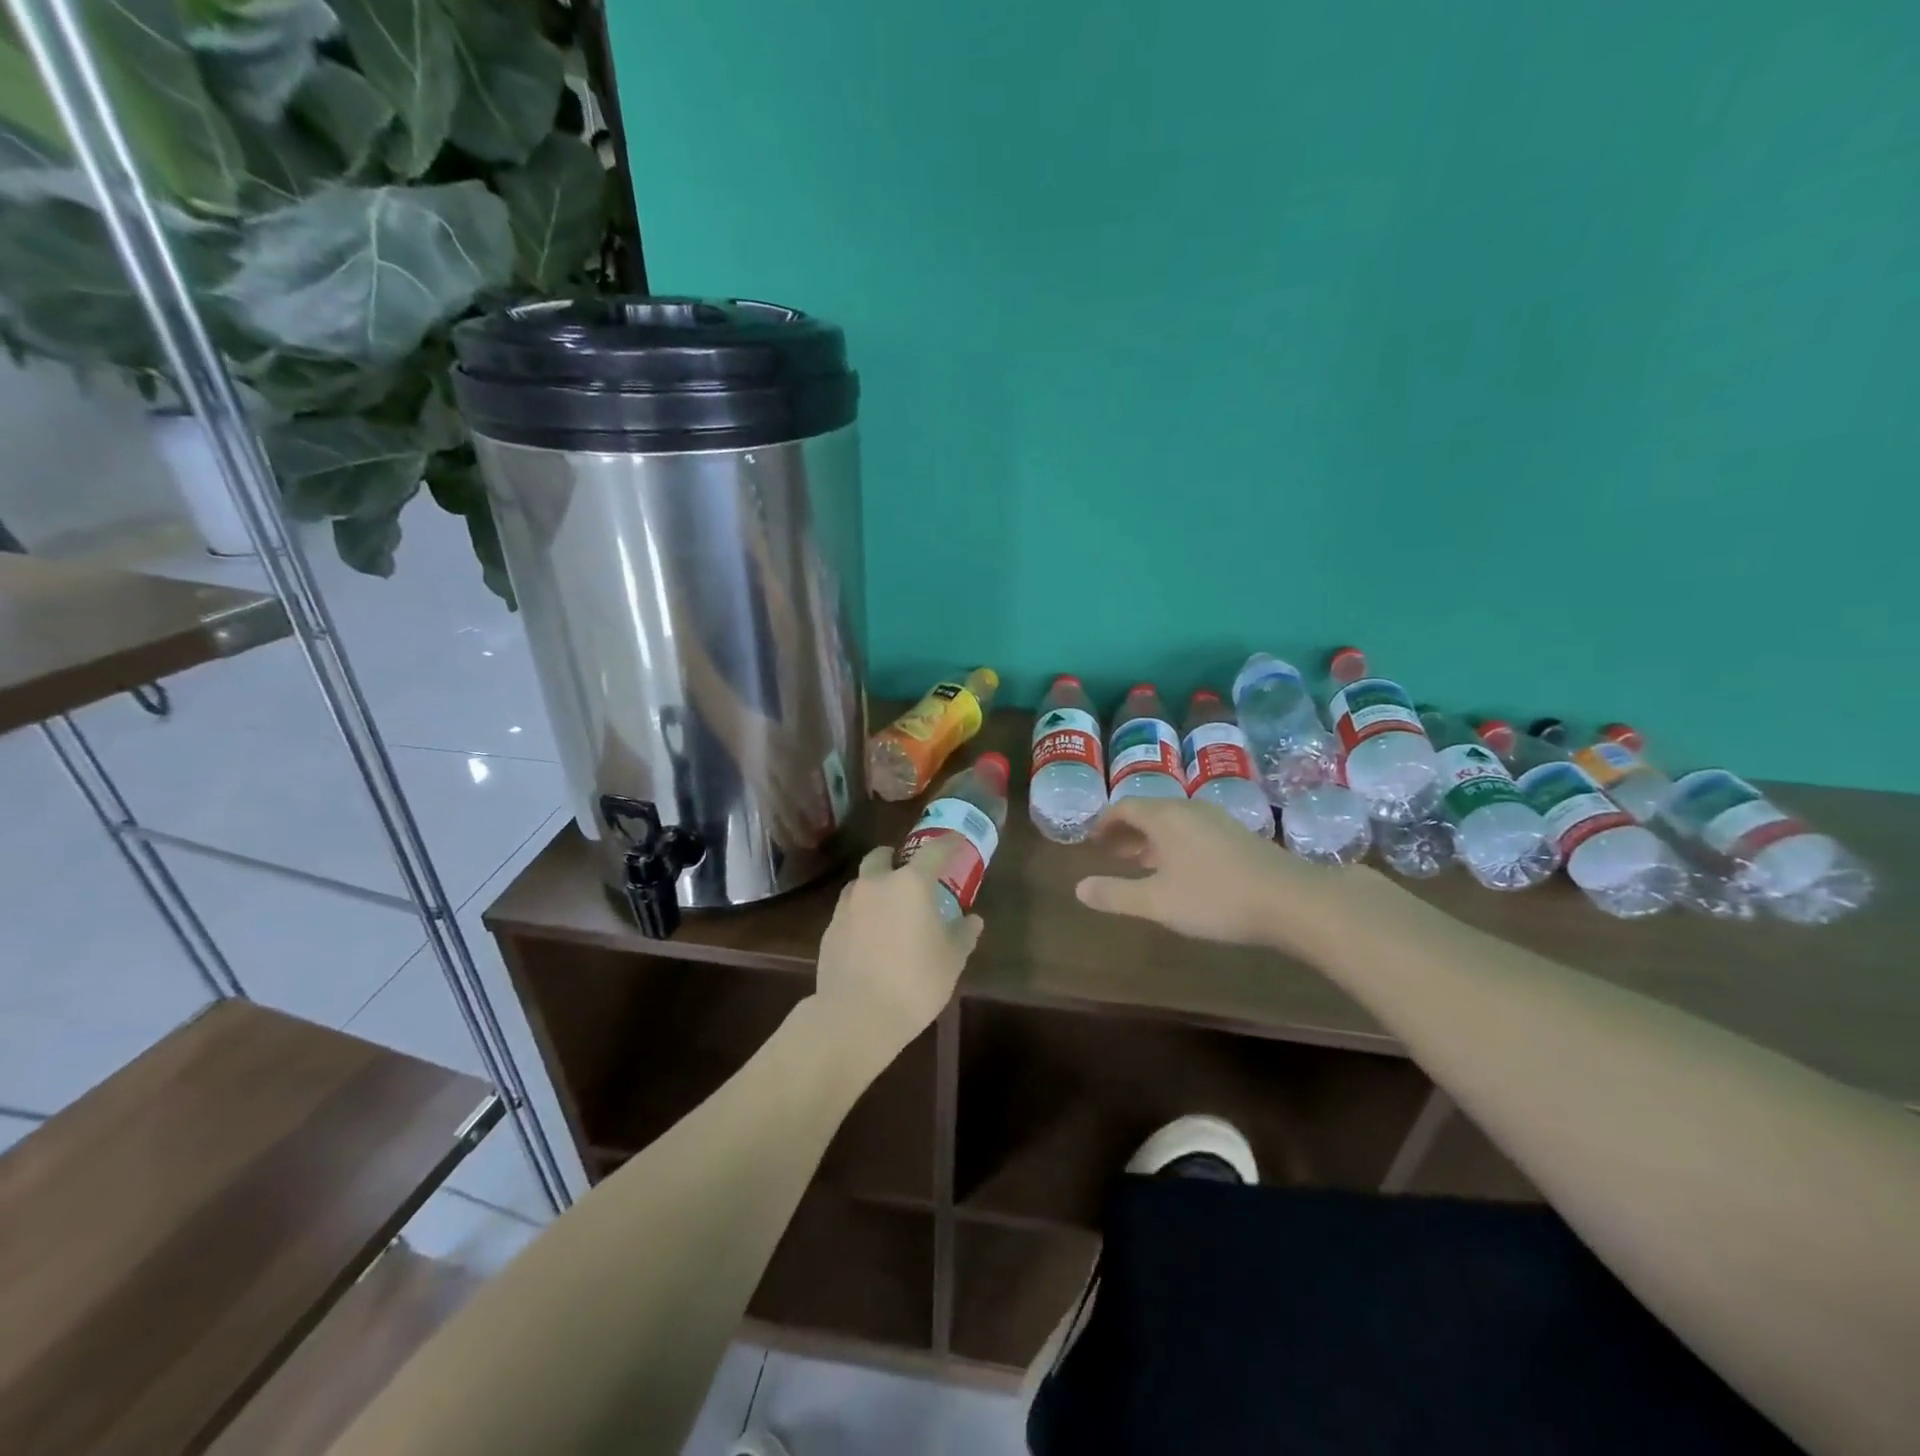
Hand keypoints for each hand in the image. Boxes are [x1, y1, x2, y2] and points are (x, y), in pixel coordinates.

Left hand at [813, 842, 983, 1058]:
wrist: (856, 1016)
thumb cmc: (914, 982)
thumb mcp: (951, 960)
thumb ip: (963, 934)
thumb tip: (973, 920)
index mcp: (911, 884)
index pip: (934, 851)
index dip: (948, 844)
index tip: (957, 843)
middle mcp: (876, 884)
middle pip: (882, 856)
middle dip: (896, 858)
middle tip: (911, 875)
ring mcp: (847, 905)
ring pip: (861, 882)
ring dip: (875, 885)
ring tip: (889, 908)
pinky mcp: (830, 929)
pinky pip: (849, 910)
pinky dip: (861, 913)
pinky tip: (870, 936)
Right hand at [1076, 797, 1367, 959]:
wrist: (1291, 901)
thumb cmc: (1214, 898)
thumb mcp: (1157, 902)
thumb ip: (1116, 895)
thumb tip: (1078, 888)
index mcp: (1164, 817)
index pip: (1124, 807)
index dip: (1104, 822)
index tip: (1091, 840)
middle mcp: (1189, 809)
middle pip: (1149, 811)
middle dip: (1126, 831)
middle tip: (1110, 853)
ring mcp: (1217, 820)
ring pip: (1173, 821)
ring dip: (1151, 838)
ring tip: (1141, 863)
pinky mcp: (1239, 835)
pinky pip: (1194, 830)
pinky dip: (1175, 844)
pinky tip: (1181, 870)